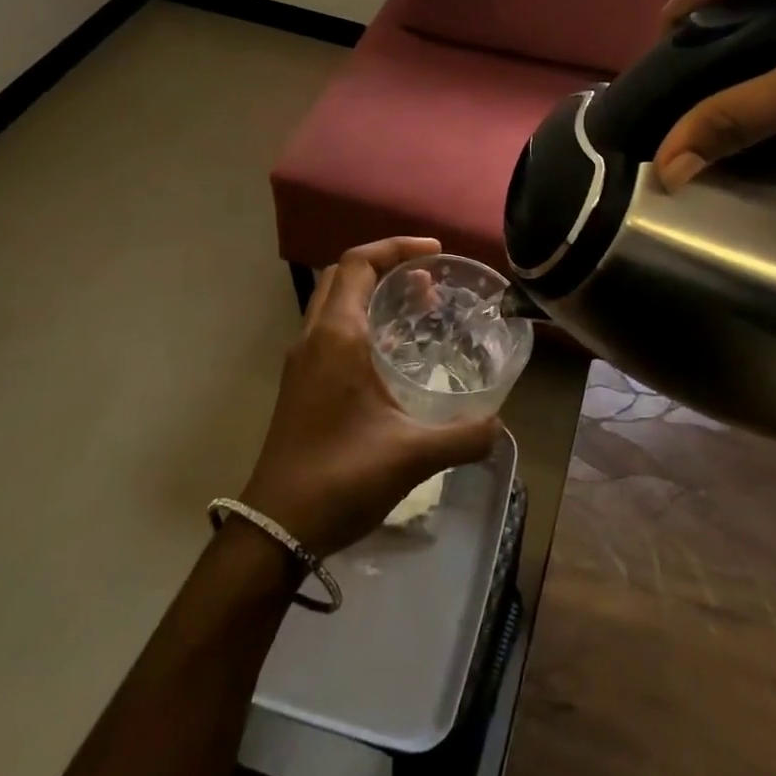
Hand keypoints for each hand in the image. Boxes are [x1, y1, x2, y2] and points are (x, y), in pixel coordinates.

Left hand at [240, 238, 502, 557]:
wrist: (275, 529)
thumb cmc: (340, 478)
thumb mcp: (412, 456)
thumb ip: (465, 436)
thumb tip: (499, 425)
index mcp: (337, 337)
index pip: (359, 263)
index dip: (397, 247)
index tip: (435, 252)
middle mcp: (314, 338)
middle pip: (343, 275)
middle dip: (386, 265)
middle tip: (430, 281)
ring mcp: (302, 362)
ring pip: (334, 302)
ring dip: (372, 293)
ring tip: (418, 309)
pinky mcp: (299, 385)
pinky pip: (330, 331)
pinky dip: (361, 321)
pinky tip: (393, 355)